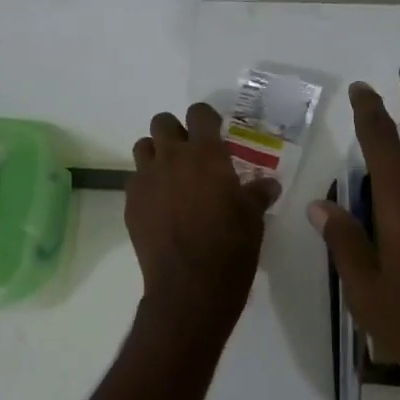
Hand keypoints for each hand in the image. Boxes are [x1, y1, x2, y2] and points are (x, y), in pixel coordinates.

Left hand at [127, 102, 280, 331]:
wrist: (190, 287)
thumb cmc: (230, 248)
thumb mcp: (253, 218)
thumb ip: (257, 194)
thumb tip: (268, 184)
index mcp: (206, 154)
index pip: (199, 113)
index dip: (206, 118)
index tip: (214, 131)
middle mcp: (172, 158)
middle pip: (162, 122)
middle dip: (175, 131)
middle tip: (189, 153)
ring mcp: (146, 179)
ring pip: (143, 147)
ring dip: (156, 154)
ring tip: (170, 176)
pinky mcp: (130, 203)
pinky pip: (134, 180)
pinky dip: (145, 185)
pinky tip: (159, 206)